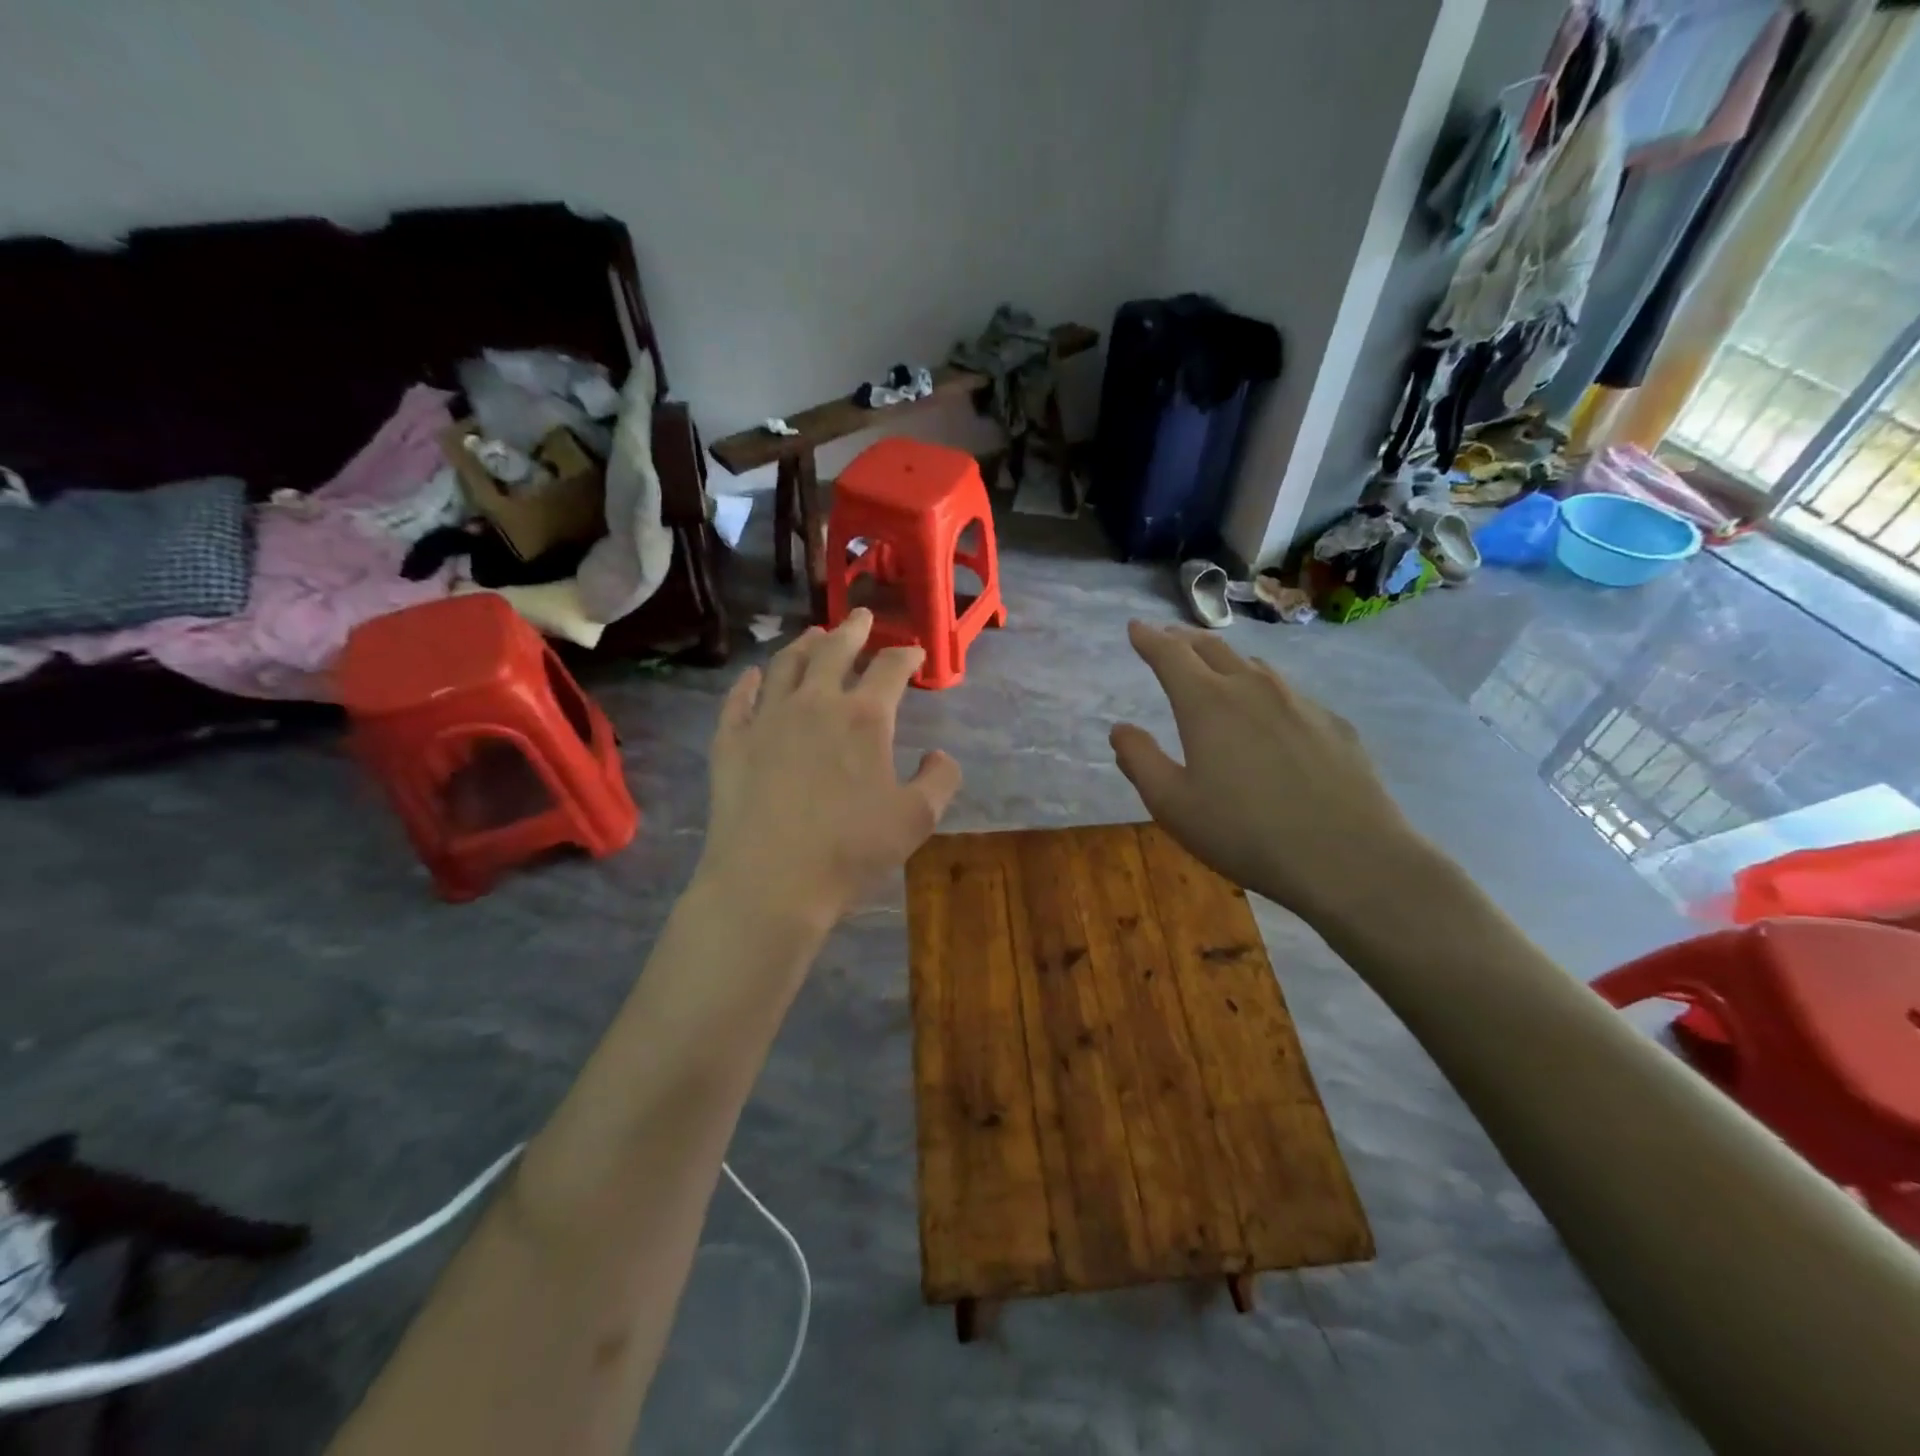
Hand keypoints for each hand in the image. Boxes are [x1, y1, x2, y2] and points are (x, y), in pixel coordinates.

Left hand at [697, 608, 962, 935]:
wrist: (770, 882)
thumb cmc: (850, 850)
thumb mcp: (916, 819)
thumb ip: (939, 780)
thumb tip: (939, 754)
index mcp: (864, 717)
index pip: (890, 669)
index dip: (906, 656)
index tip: (915, 653)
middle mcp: (815, 703)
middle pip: (835, 650)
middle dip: (854, 630)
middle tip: (862, 616)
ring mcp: (767, 718)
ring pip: (786, 664)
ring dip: (804, 645)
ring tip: (814, 634)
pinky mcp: (731, 740)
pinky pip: (739, 699)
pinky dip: (749, 681)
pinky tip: (753, 675)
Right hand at [1110, 622, 1420, 925]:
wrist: (1348, 857)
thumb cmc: (1244, 832)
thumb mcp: (1173, 805)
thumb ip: (1140, 761)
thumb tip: (1120, 729)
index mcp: (1207, 703)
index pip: (1170, 655)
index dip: (1149, 638)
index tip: (1136, 626)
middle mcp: (1253, 688)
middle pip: (1213, 648)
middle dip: (1184, 639)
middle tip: (1168, 637)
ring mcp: (1299, 703)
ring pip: (1254, 667)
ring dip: (1226, 660)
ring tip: (1215, 668)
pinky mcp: (1333, 724)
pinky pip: (1289, 695)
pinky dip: (1265, 692)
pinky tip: (1270, 718)